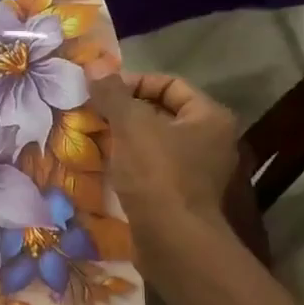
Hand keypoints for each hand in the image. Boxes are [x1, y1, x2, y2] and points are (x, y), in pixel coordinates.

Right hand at [88, 70, 242, 267]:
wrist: (173, 240)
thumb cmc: (157, 175)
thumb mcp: (131, 126)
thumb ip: (113, 93)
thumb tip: (95, 64)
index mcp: (209, 117)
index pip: (170, 84)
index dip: (134, 82)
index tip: (101, 93)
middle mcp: (211, 141)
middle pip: (162, 112)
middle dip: (125, 111)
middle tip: (93, 113)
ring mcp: (197, 171)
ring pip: (154, 142)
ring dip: (124, 138)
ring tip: (93, 137)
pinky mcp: (180, 196)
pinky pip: (152, 168)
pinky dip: (130, 163)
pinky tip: (105, 165)